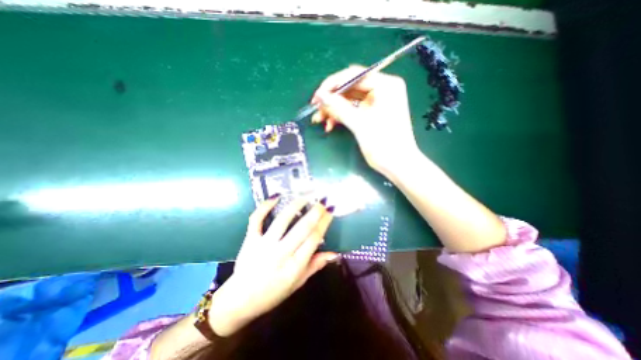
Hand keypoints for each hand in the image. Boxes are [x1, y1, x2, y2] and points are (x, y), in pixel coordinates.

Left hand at [205, 197, 337, 333]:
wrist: (240, 301)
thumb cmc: (273, 293)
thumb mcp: (298, 283)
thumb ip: (315, 266)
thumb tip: (334, 253)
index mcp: (295, 266)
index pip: (314, 239)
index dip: (324, 223)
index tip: (330, 211)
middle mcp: (281, 253)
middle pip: (302, 228)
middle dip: (315, 212)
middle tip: (322, 201)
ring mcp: (264, 245)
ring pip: (282, 220)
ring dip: (295, 206)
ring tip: (304, 197)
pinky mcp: (250, 240)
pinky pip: (257, 219)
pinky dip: (265, 206)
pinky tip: (276, 196)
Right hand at [312, 65, 421, 176]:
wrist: (398, 165)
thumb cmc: (383, 144)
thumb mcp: (359, 124)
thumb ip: (338, 107)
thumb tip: (319, 96)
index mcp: (385, 85)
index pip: (353, 75)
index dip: (331, 85)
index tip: (316, 98)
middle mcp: (382, 89)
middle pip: (350, 88)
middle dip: (331, 100)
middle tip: (316, 111)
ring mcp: (378, 102)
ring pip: (349, 100)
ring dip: (334, 110)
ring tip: (320, 120)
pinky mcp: (373, 113)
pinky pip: (353, 110)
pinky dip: (341, 116)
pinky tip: (330, 125)